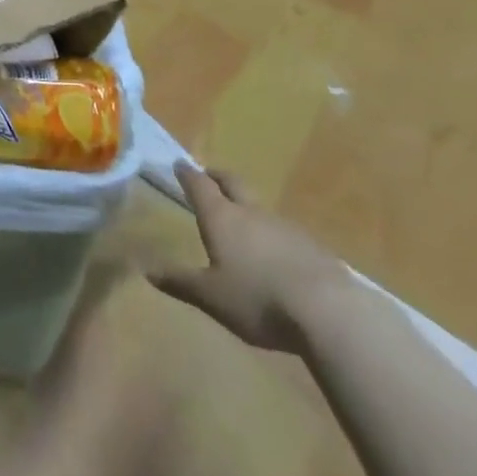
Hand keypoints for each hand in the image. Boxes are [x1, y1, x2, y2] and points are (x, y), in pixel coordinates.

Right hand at [148, 164, 353, 353]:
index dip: (188, 175)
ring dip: (248, 207)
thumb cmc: (257, 298)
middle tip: (209, 175)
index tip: (179, 164)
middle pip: (232, 183)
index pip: (199, 186)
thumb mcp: (211, 296)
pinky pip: (286, 232)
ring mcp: (285, 226)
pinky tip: (278, 254)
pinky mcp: (313, 247)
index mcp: (222, 218)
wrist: (329, 311)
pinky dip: (274, 234)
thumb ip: (180, 282)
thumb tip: (148, 270)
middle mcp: (251, 213)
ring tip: (243, 220)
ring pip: (260, 208)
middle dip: (218, 177)